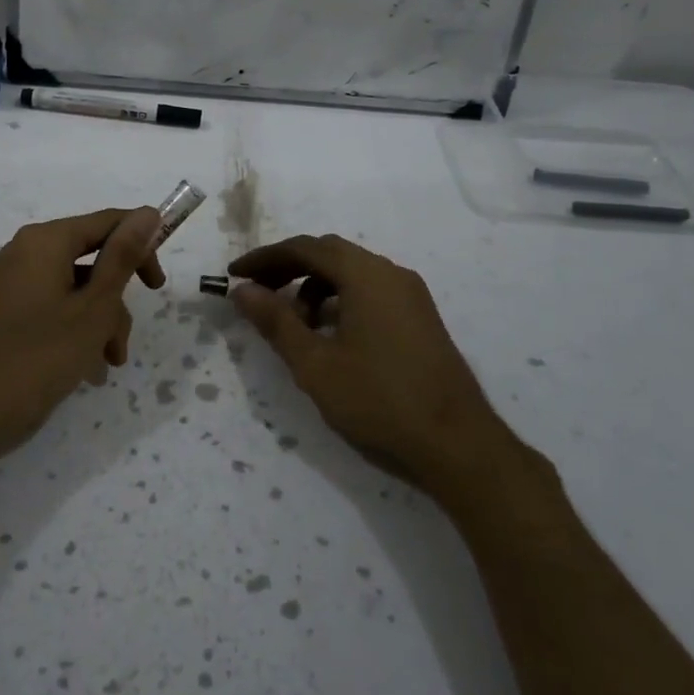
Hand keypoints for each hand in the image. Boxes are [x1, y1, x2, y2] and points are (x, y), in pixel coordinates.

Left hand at [0, 206, 164, 467]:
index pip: (107, 222)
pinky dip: (78, 328)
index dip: (142, 245)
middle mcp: (27, 252)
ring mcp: (15, 282)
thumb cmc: (40, 357)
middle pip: (93, 256)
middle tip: (130, 331)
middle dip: (118, 297)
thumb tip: (148, 212)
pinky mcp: (11, 311)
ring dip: (102, 321)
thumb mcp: (94, 307)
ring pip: (78, 287)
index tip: (160, 283)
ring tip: (109, 362)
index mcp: (46, 241)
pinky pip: (57, 305)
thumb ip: (122, 257)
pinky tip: (89, 367)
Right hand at [229, 234, 501, 483]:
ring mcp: (411, 296)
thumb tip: (244, 291)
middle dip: (287, 269)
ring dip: (314, 288)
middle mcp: (391, 273)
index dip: (264, 259)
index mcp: (366, 275)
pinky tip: (328, 336)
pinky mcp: (420, 318)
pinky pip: (370, 292)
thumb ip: (276, 322)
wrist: (459, 446)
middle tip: (256, 294)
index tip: (234, 276)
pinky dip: (339, 301)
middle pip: (329, 254)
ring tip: (294, 325)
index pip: (305, 248)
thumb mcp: (315, 364)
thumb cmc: (379, 401)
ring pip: (351, 274)